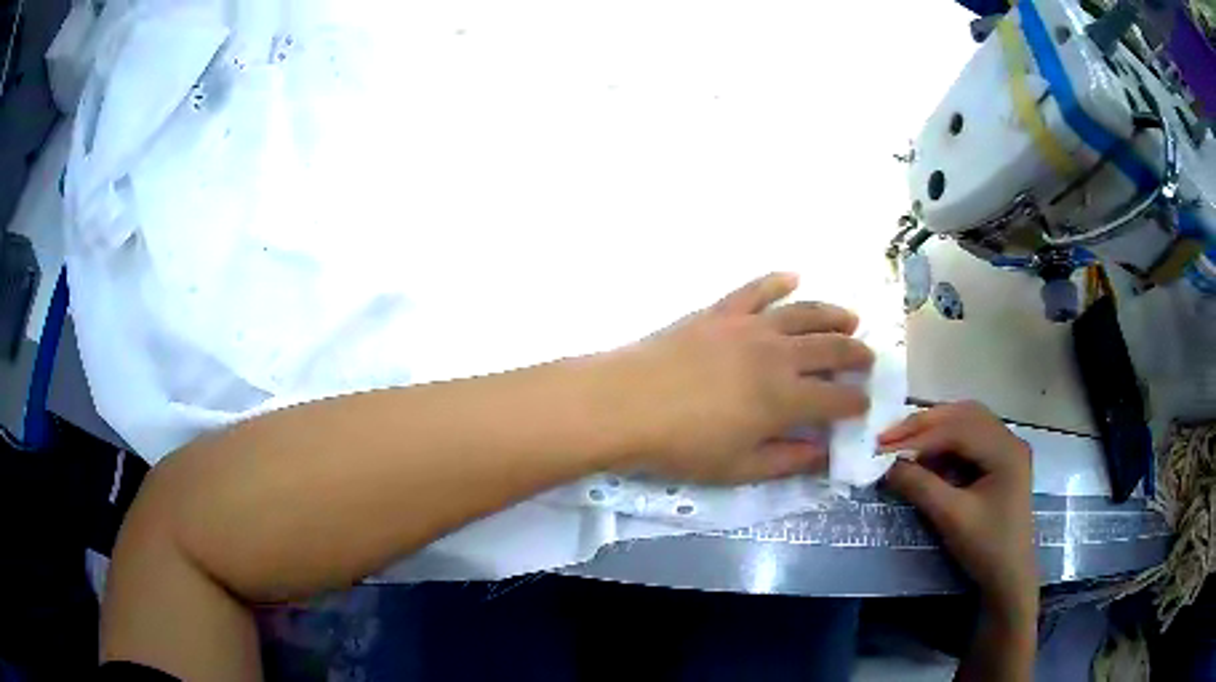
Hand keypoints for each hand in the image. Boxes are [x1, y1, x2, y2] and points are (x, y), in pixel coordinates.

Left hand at [612, 272, 873, 483]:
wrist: (625, 403)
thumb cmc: (682, 446)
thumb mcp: (739, 468)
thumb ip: (788, 461)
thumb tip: (825, 454)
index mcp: (786, 399)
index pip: (836, 399)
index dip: (856, 403)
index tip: (864, 406)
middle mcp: (779, 355)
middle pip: (831, 350)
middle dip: (856, 355)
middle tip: (869, 359)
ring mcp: (750, 327)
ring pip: (804, 314)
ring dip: (833, 315)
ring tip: (851, 318)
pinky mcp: (721, 311)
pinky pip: (757, 289)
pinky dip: (778, 281)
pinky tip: (793, 276)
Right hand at [879, 402, 1036, 623]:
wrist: (1009, 576)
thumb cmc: (986, 547)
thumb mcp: (951, 517)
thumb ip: (921, 486)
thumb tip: (886, 466)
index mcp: (1005, 449)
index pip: (958, 430)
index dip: (919, 436)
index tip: (883, 447)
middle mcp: (1009, 438)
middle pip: (963, 416)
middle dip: (925, 424)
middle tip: (889, 437)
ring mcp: (1006, 448)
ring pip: (966, 422)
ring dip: (934, 428)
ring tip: (903, 441)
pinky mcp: (1000, 460)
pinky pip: (970, 438)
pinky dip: (945, 441)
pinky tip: (927, 453)